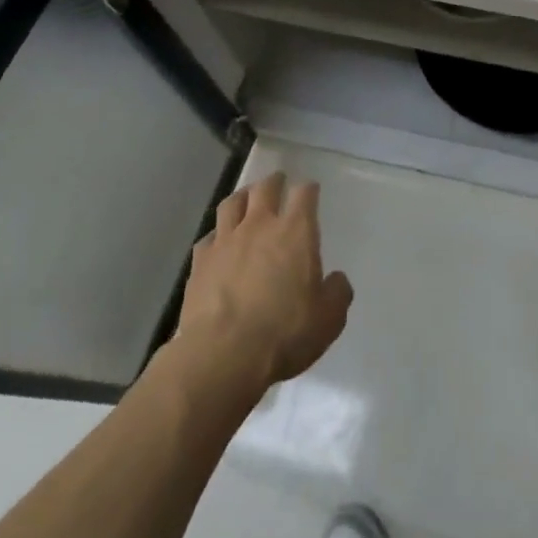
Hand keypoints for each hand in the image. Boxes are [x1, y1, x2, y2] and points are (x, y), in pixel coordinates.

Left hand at [177, 172, 353, 389]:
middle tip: (278, 181)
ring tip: (245, 199)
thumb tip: (336, 280)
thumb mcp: (328, 319)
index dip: (309, 189)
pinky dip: (216, 236)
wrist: (223, 355)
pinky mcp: (200, 262)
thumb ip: (337, 293)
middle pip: (265, 188)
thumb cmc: (284, 333)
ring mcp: (226, 241)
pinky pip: (208, 238)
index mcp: (295, 231)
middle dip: (274, 182)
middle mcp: (260, 225)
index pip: (305, 194)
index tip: (311, 190)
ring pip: (232, 203)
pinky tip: (218, 244)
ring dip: (242, 197)